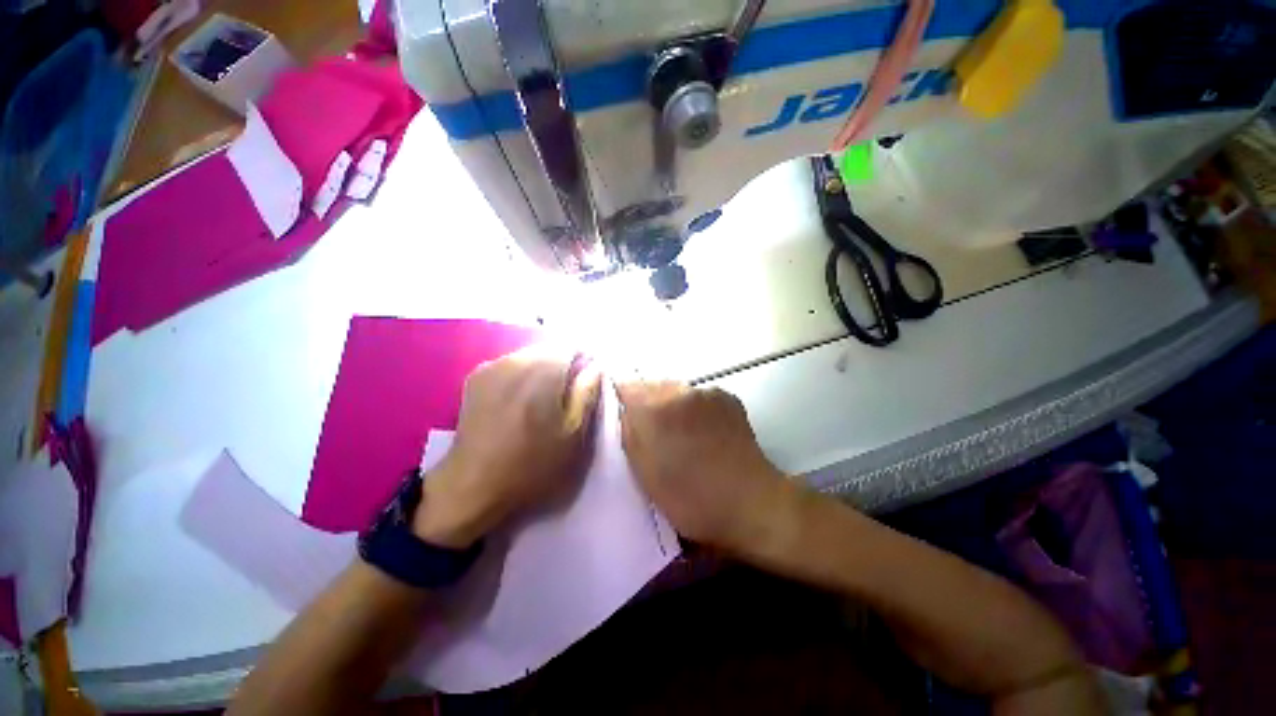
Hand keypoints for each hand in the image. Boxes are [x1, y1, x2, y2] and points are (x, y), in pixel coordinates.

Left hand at [413, 347, 602, 547]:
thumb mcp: (574, 434)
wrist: (472, 486)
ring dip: (543, 370)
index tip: (587, 384)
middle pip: (551, 348)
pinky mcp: (477, 376)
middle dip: (564, 366)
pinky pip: (511, 364)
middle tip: (567, 396)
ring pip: (531, 355)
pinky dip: (523, 375)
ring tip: (543, 401)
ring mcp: (492, 365)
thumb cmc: (532, 465)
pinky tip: (521, 401)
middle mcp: (516, 359)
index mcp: (543, 371)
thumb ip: (587, 393)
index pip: (574, 346)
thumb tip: (595, 365)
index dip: (585, 362)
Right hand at [616, 381, 792, 554]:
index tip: (623, 420)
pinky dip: (694, 409)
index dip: (620, 402)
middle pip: (651, 386)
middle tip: (652, 434)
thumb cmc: (691, 497)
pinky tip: (703, 433)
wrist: (751, 502)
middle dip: (646, 405)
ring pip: (675, 391)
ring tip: (680, 435)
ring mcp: (707, 392)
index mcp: (656, 409)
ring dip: (671, 407)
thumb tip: (626, 412)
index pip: (625, 387)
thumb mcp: (644, 472)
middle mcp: (681, 390)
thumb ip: (629, 433)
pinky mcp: (727, 398)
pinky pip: (698, 397)